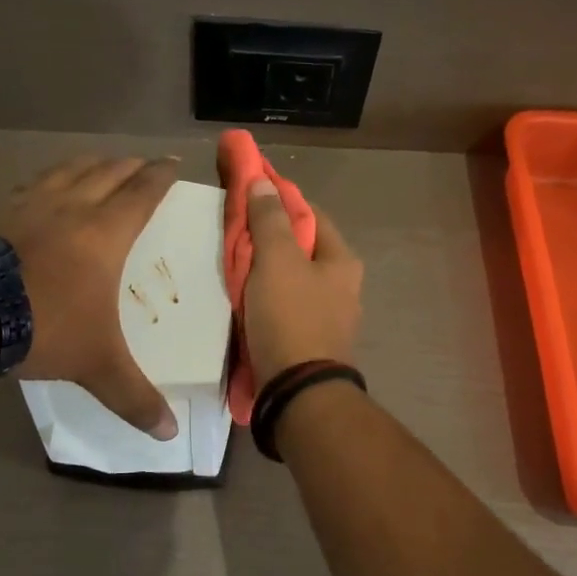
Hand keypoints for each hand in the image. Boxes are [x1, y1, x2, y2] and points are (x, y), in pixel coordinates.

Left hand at [0, 155, 180, 438]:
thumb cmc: (43, 327)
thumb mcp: (95, 366)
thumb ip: (133, 397)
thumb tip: (168, 434)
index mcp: (105, 233)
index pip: (142, 192)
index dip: (161, 176)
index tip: (173, 163)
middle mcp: (70, 207)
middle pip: (108, 172)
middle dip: (130, 166)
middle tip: (142, 164)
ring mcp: (28, 204)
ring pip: (67, 170)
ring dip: (90, 164)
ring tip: (99, 165)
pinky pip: (30, 184)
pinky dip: (47, 180)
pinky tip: (40, 189)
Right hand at [242, 180, 363, 387]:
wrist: (298, 393)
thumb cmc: (290, 317)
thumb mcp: (276, 260)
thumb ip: (269, 220)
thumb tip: (264, 182)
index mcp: (342, 260)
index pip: (310, 214)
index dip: (279, 200)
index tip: (249, 193)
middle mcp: (343, 286)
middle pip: (301, 248)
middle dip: (268, 238)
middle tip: (234, 233)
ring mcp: (329, 317)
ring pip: (291, 279)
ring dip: (265, 271)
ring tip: (233, 266)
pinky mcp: (311, 341)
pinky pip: (285, 307)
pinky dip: (266, 299)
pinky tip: (244, 300)